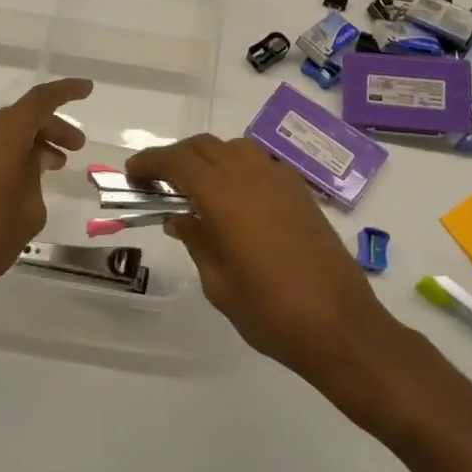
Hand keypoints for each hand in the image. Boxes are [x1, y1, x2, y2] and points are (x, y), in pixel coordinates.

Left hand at [0, 78, 92, 329]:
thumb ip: (35, 179)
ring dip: (27, 145)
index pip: (41, 100)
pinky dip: (5, 157)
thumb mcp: (28, 211)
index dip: (66, 91)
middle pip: (21, 117)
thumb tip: (30, 165)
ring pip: (1, 134)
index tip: (87, 89)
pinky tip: (18, 183)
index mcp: (3, 133)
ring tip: (51, 167)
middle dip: (51, 129)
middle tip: (75, 147)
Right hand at [126, 135, 396, 385]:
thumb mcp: (218, 282)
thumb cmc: (270, 311)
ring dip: (210, 158)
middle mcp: (252, 175)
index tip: (132, 174)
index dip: (151, 162)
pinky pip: (262, 163)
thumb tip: (180, 218)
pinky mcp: (301, 192)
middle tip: (158, 182)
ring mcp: (281, 180)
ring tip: (197, 188)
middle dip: (176, 158)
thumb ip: (196, 240)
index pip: (178, 161)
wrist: (339, 325)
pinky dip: (239, 168)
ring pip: (235, 148)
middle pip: (205, 147)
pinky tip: (237, 198)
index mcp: (224, 196)